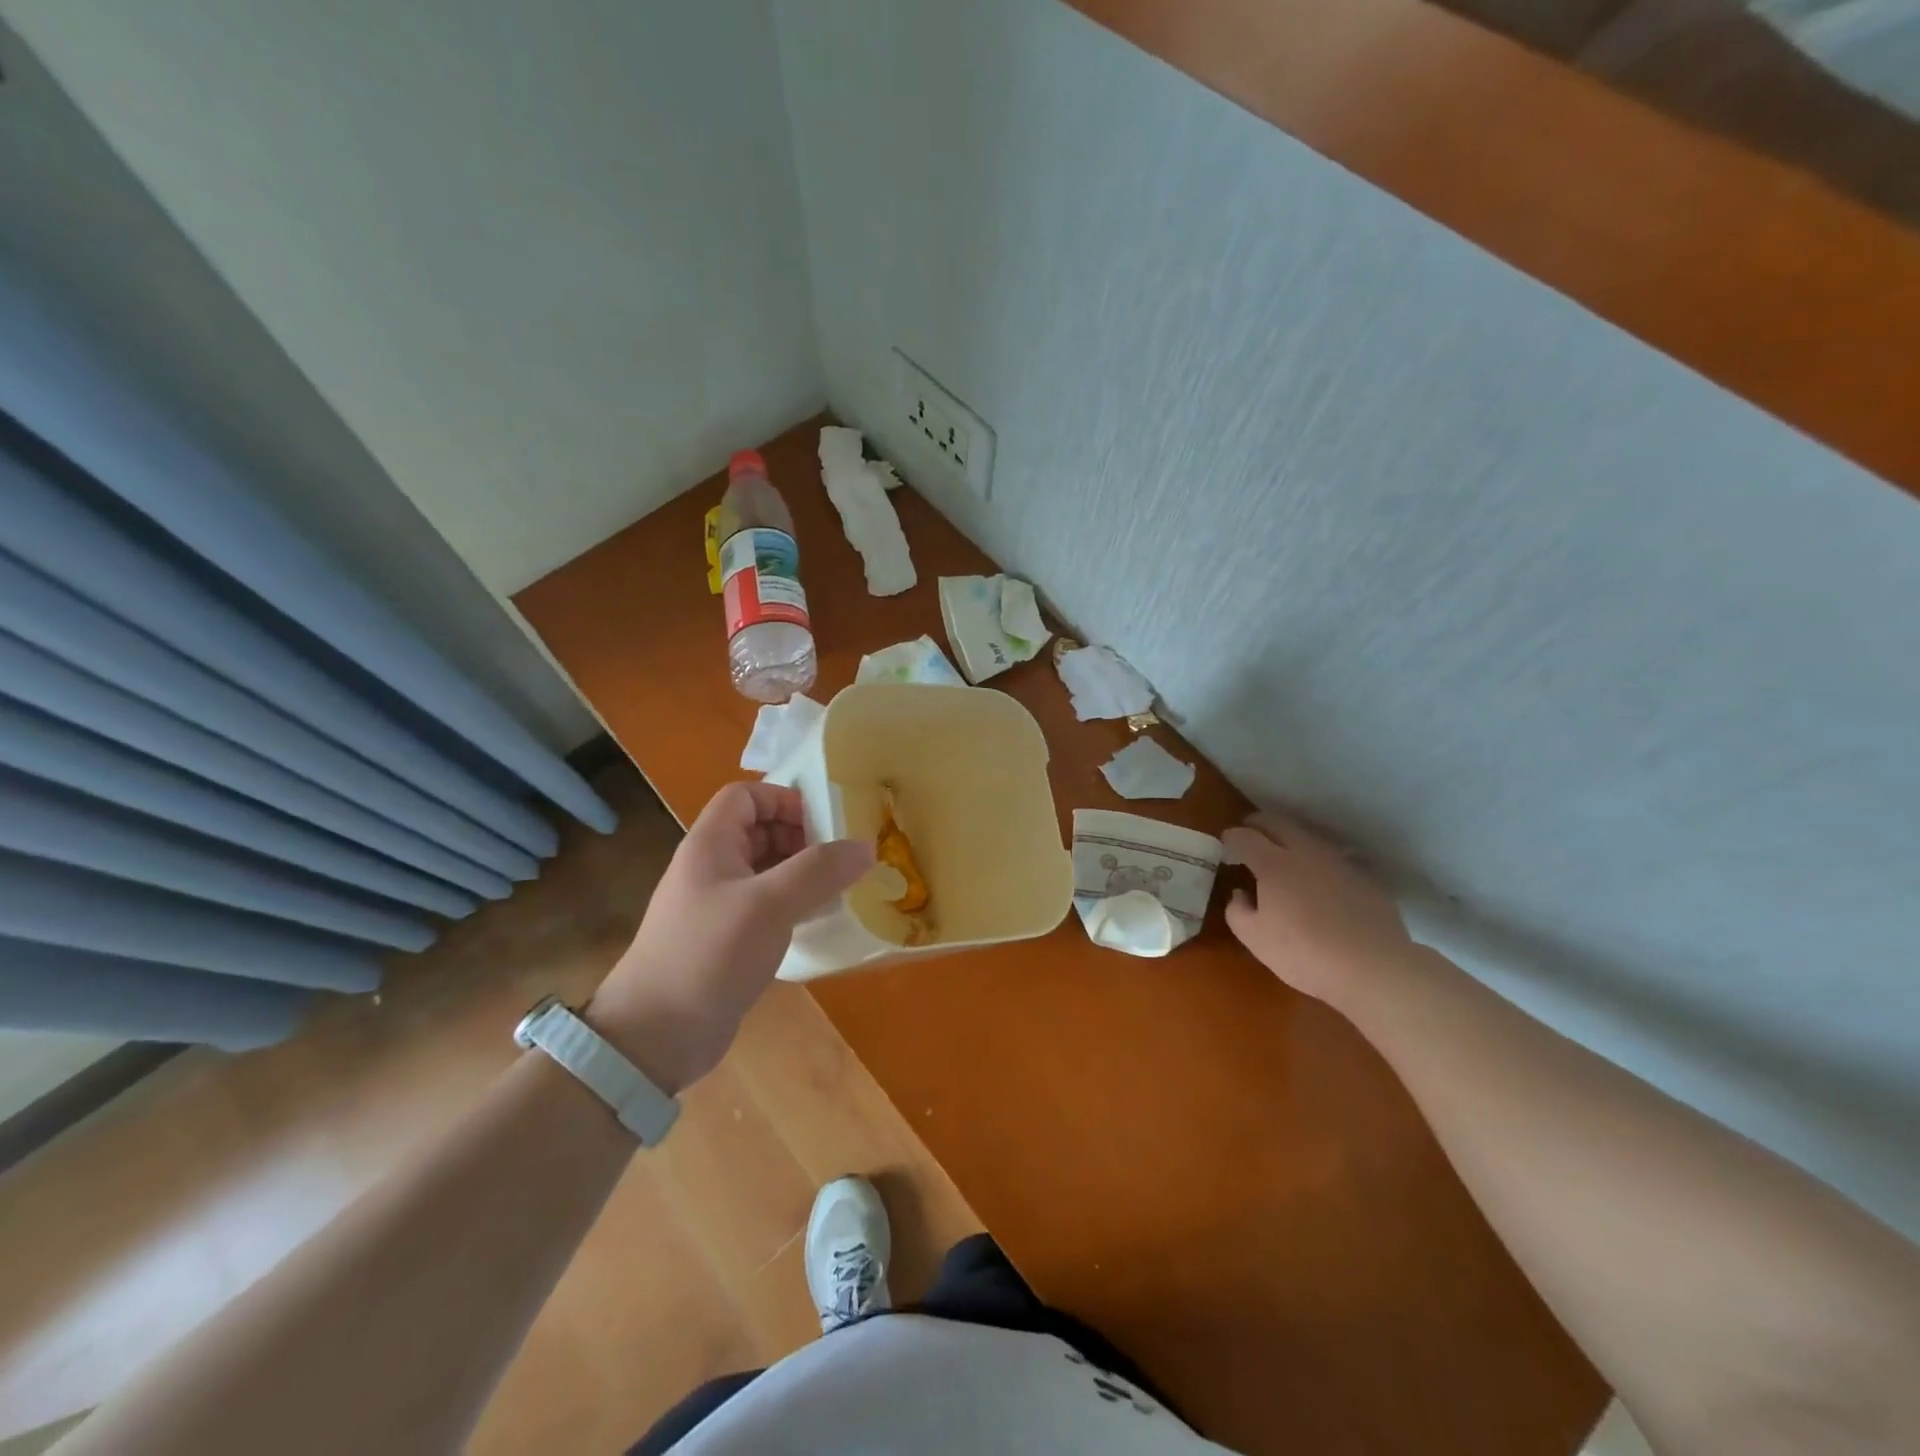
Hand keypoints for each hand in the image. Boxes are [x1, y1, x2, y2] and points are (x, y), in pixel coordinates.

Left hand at [586, 782, 873, 1091]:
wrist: (656, 1036)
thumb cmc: (710, 954)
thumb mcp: (770, 904)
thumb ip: (819, 870)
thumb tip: (866, 846)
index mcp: (710, 844)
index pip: (746, 796)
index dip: (784, 799)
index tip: (824, 824)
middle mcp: (712, 867)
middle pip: (759, 830)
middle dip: (801, 837)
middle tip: (840, 859)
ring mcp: (717, 905)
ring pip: (766, 869)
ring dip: (802, 872)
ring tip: (839, 888)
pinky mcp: (726, 940)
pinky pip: (766, 905)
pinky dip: (794, 904)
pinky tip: (818, 921)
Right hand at [1222, 810, 1413, 1009]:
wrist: (1373, 968)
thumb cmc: (1304, 953)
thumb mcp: (1255, 939)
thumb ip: (1237, 911)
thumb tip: (1240, 893)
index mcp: (1273, 864)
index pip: (1246, 837)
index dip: (1232, 837)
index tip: (1226, 843)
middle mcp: (1305, 852)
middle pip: (1278, 822)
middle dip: (1259, 823)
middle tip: (1250, 831)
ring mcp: (1338, 862)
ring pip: (1309, 835)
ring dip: (1290, 836)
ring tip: (1282, 850)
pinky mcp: (1364, 877)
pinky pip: (1333, 857)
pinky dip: (1317, 858)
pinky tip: (1318, 877)